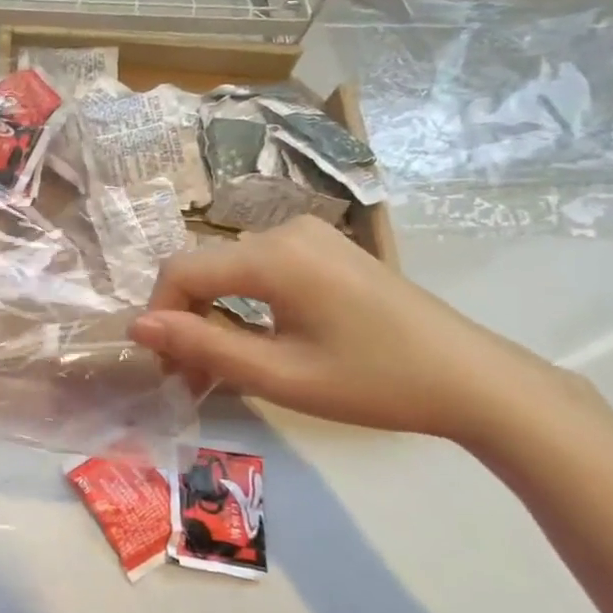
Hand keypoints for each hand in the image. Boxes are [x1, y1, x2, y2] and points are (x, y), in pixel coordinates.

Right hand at [130, 217, 574, 444]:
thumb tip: (138, 327)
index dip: (159, 315)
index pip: (180, 270)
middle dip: (187, 320)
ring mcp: (308, 236)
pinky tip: (258, 341)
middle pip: (204, 268)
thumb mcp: (280, 375)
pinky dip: (244, 303)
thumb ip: (202, 346)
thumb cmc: (374, 382)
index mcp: (271, 255)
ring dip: (214, 315)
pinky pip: (261, 268)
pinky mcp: (325, 249)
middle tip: (191, 378)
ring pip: (230, 269)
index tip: (164, 366)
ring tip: (221, 368)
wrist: (474, 380)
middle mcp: (283, 230)